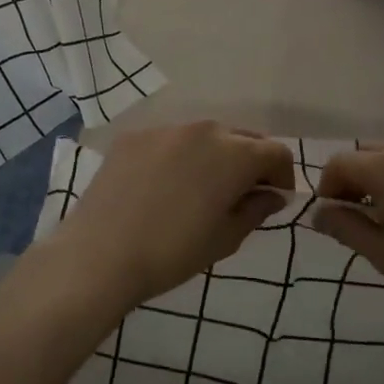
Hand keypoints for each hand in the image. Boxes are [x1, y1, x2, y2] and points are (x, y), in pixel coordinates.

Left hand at [46, 122, 295, 310]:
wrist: (101, 253)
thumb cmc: (173, 252)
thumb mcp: (225, 238)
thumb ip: (255, 210)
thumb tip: (272, 195)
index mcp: (234, 154)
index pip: (276, 152)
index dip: (282, 176)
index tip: (274, 200)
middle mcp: (203, 130)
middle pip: (242, 138)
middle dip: (250, 162)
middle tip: (240, 195)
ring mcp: (165, 129)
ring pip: (203, 137)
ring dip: (213, 157)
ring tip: (199, 190)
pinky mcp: (133, 136)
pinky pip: (169, 141)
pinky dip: (177, 157)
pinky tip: (162, 188)